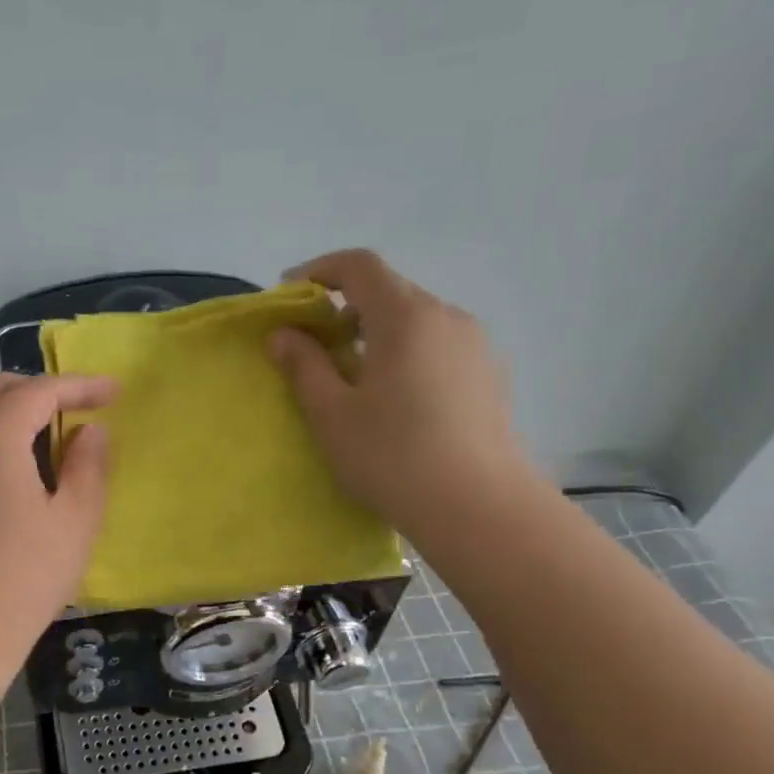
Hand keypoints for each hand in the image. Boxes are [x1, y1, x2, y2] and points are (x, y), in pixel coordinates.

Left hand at [0, 373, 115, 655]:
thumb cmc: (24, 578)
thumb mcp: (76, 520)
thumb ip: (89, 464)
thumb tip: (90, 429)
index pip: (41, 390)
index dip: (80, 385)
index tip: (113, 392)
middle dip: (39, 390)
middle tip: (76, 411)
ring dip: (0, 406)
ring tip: (31, 430)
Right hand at [267, 249, 535, 538]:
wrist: (478, 507)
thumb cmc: (393, 456)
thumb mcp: (331, 413)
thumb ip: (304, 366)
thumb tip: (283, 334)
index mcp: (406, 317)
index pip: (360, 266)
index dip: (320, 270)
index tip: (291, 295)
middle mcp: (447, 317)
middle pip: (390, 291)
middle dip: (346, 306)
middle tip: (316, 345)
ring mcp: (475, 345)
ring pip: (416, 320)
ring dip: (378, 332)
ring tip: (355, 376)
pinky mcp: (490, 374)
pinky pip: (438, 345)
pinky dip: (407, 352)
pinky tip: (397, 399)